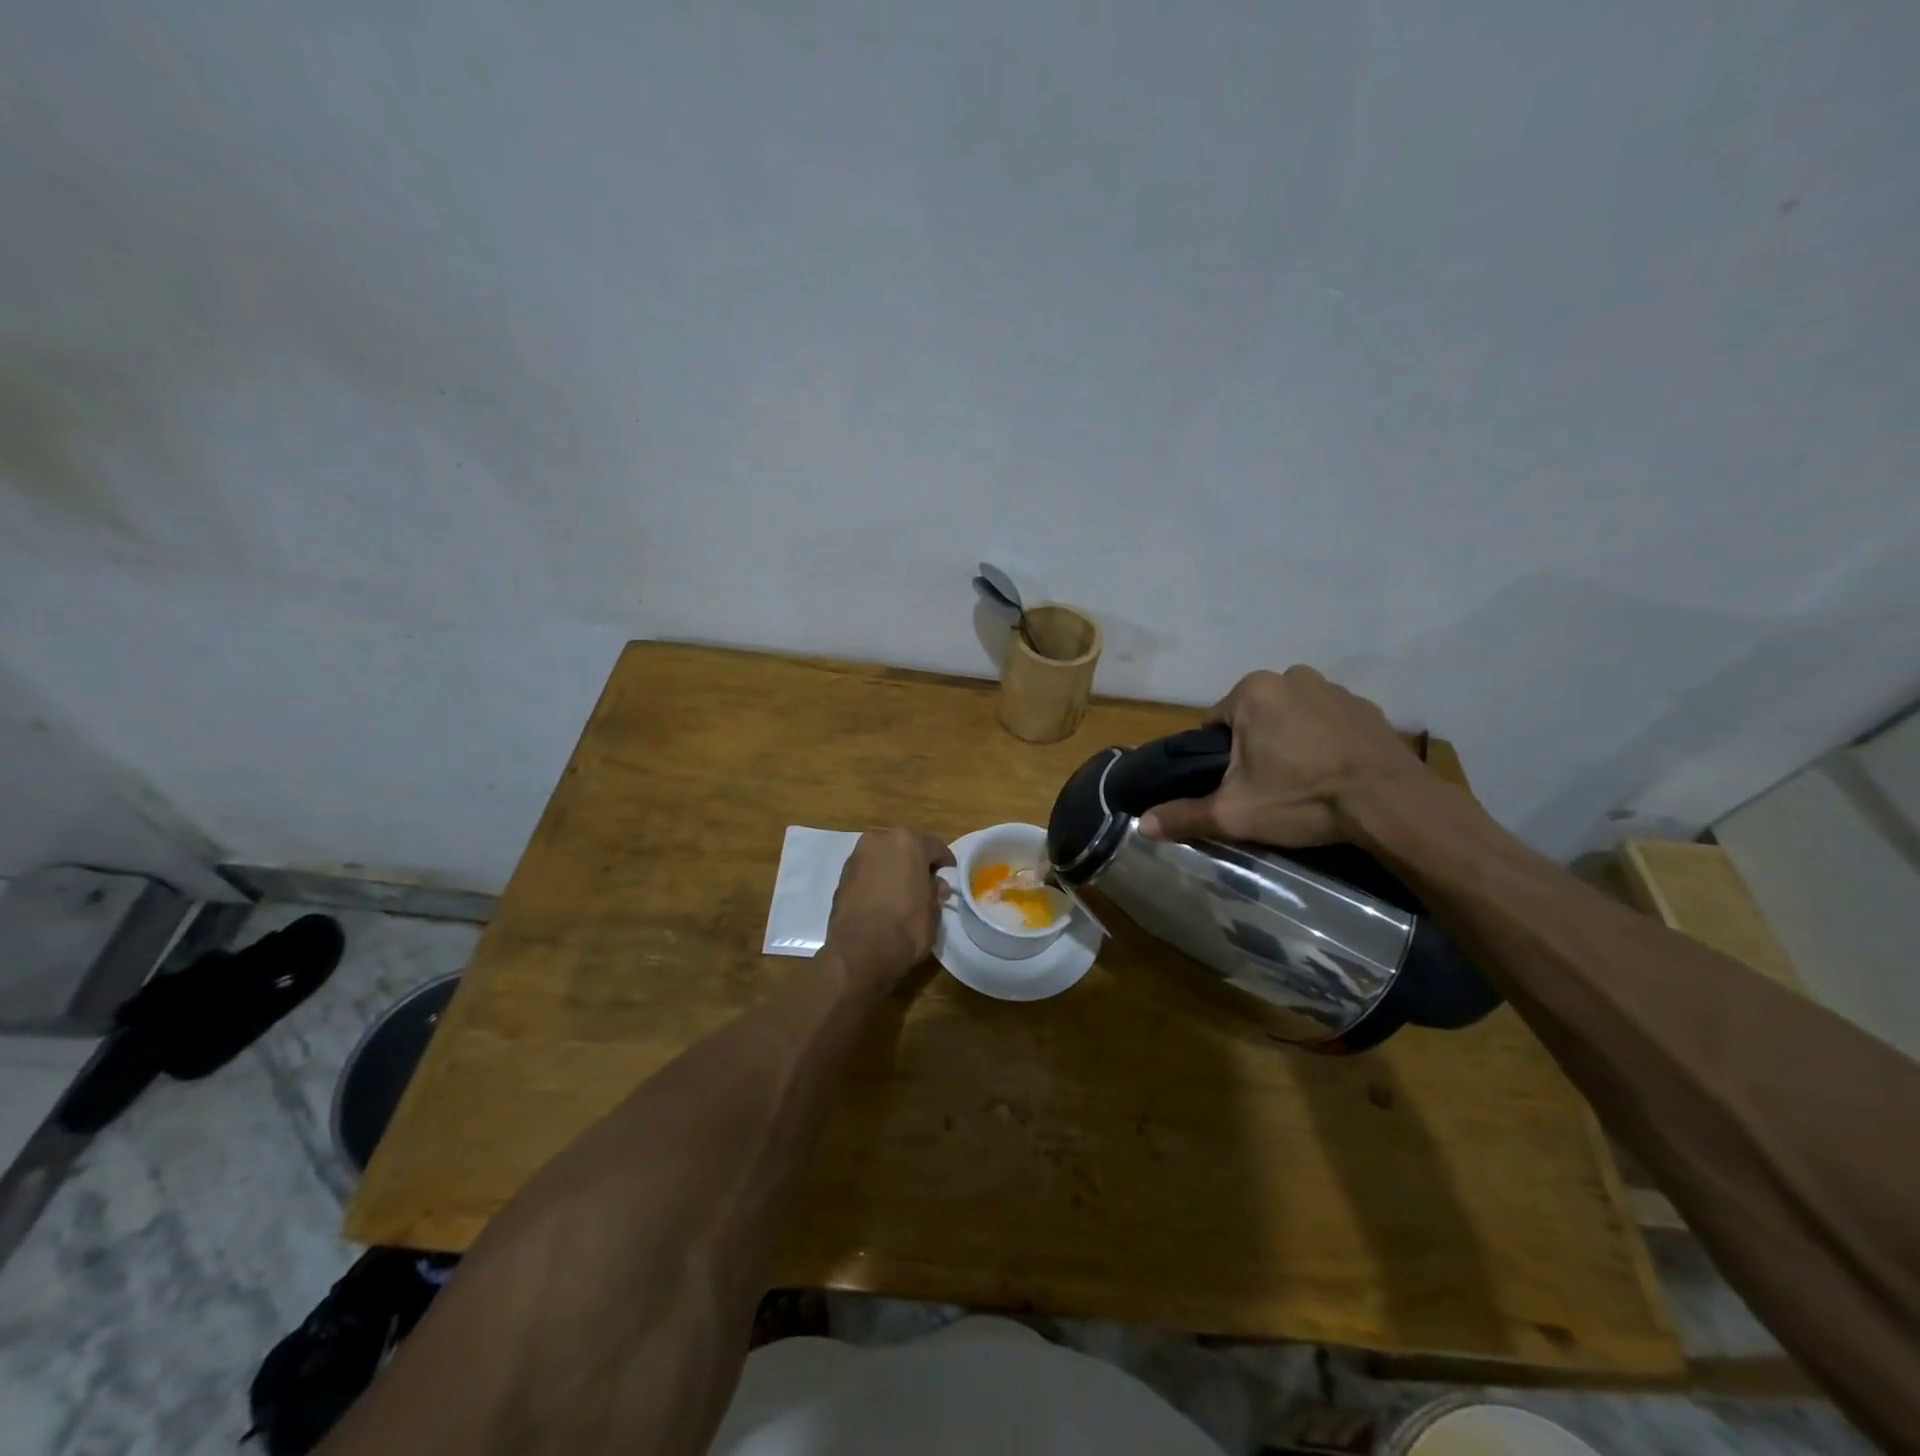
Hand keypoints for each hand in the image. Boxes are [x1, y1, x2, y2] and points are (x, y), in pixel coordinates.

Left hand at [822, 829, 955, 988]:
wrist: (858, 952)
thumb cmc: (905, 928)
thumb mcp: (933, 912)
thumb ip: (935, 892)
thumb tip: (935, 885)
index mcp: (909, 842)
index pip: (935, 847)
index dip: (944, 864)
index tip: (948, 879)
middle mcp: (881, 839)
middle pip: (906, 846)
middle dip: (916, 862)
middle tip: (924, 884)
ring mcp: (858, 855)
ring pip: (884, 856)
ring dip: (894, 869)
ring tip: (901, 892)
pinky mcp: (842, 874)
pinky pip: (868, 870)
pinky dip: (877, 879)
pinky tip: (882, 898)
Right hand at [1139, 667, 1424, 847]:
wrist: (1391, 805)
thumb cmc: (1302, 799)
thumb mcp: (1235, 813)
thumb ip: (1185, 815)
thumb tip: (1140, 825)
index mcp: (1253, 691)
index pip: (1214, 724)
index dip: (1217, 759)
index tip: (1234, 786)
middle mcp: (1291, 676)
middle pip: (1253, 718)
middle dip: (1254, 747)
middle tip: (1267, 788)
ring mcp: (1334, 688)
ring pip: (1291, 717)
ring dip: (1289, 741)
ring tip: (1302, 783)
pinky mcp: (1367, 707)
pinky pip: (1328, 721)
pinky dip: (1324, 741)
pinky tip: (1332, 774)